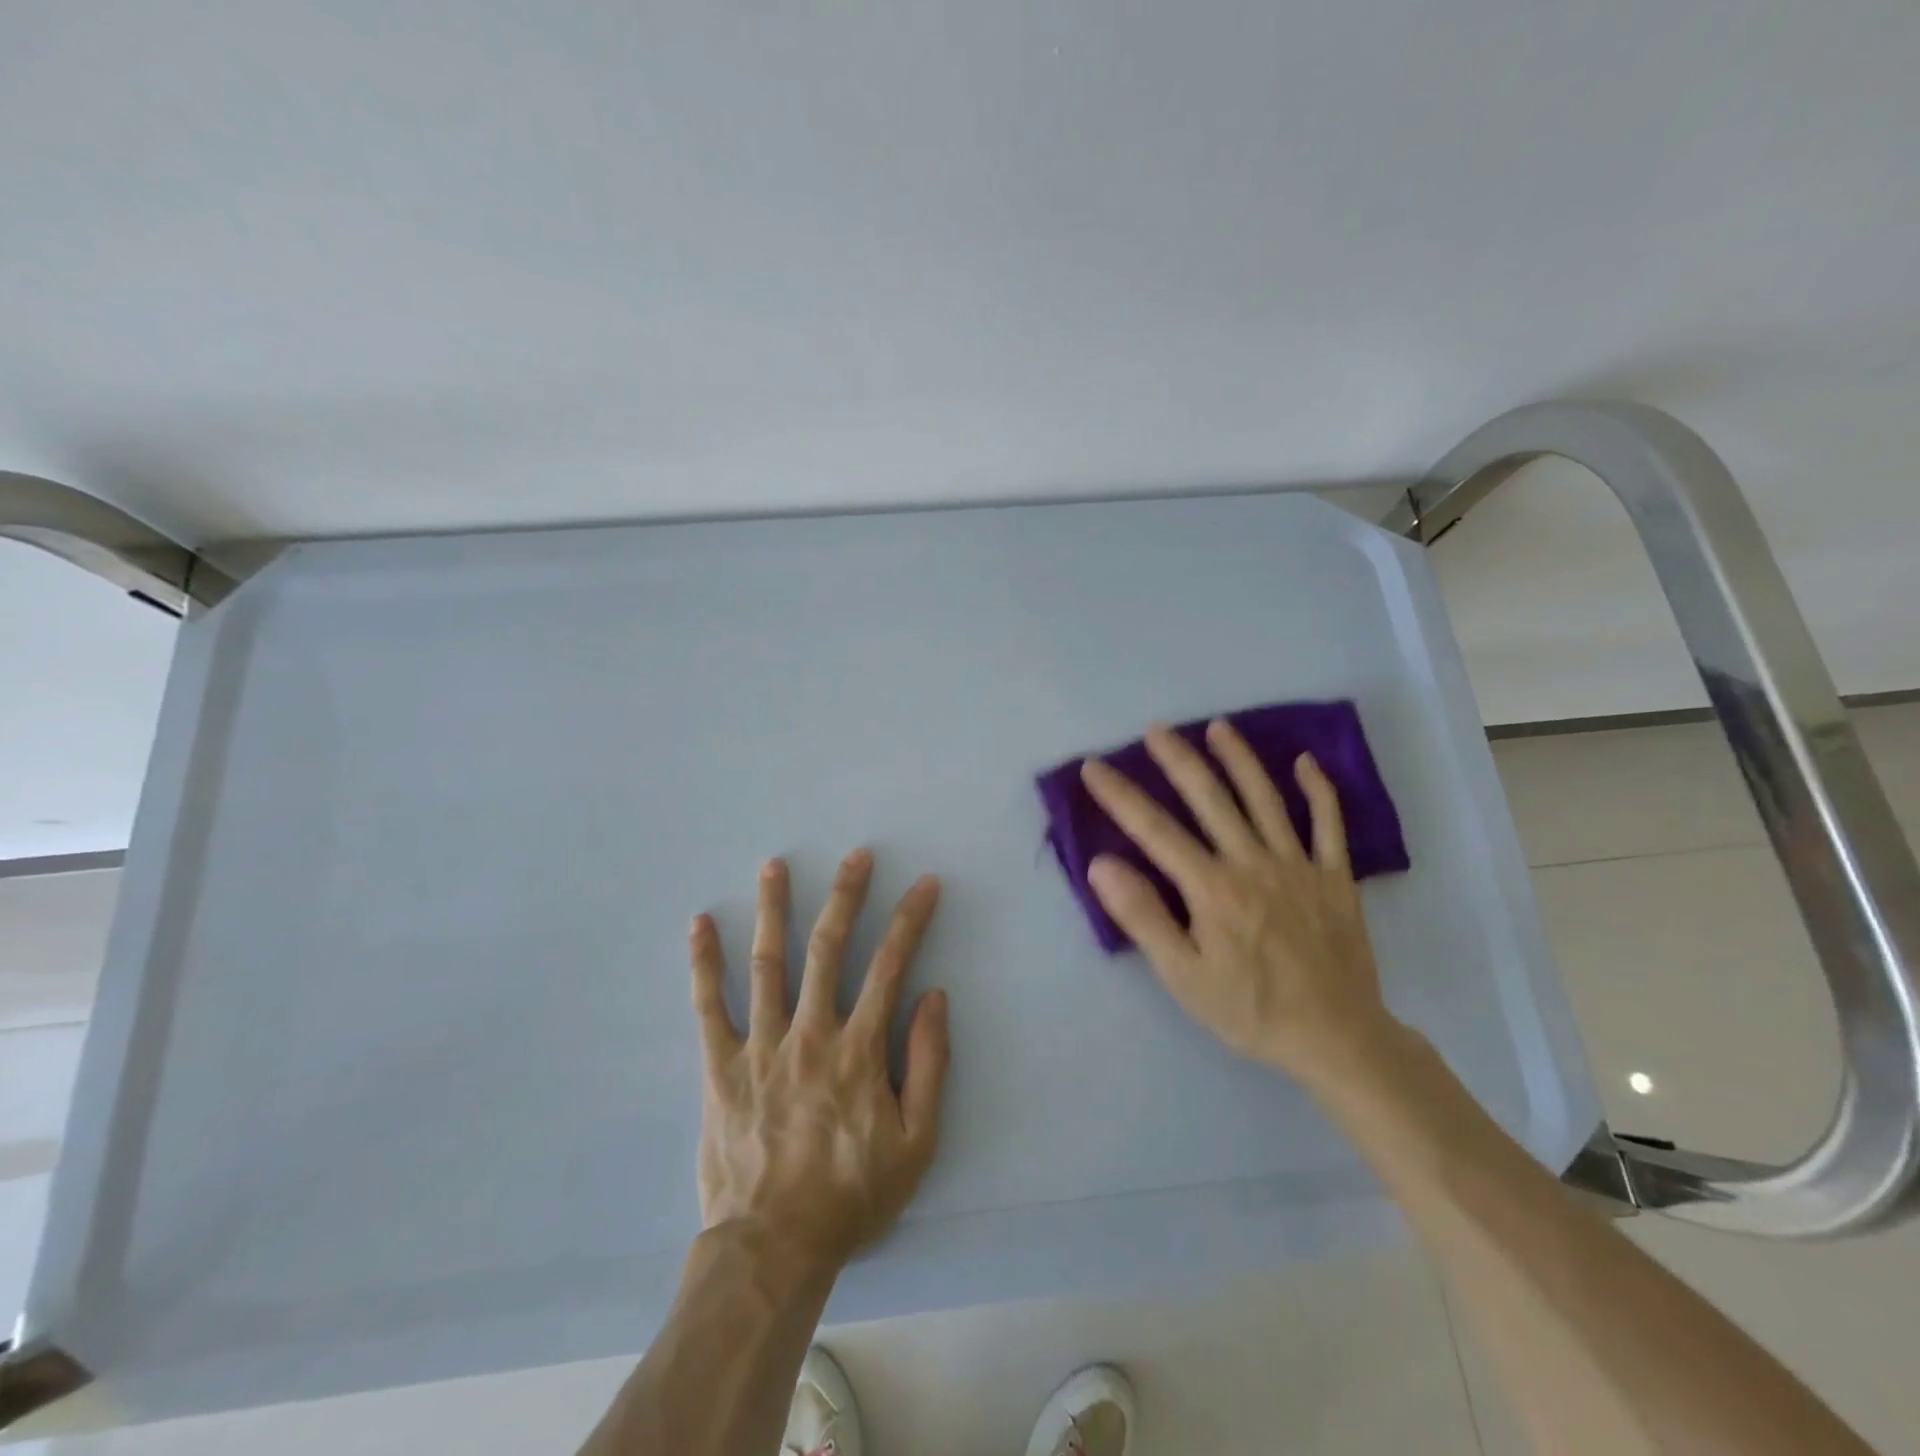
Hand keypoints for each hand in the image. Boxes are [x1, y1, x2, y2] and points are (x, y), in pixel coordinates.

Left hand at [689, 850, 950, 1267]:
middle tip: (856, 855)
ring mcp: (760, 1045)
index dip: (911, 920)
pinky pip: (708, 1006)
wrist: (773, 1247)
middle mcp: (811, 1032)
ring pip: (767, 963)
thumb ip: (929, 1065)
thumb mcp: (917, 1142)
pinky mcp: (720, 1066)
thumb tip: (933, 997)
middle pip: (828, 948)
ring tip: (774, 865)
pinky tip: (699, 924)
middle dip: (846, 895)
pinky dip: (703, 963)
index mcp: (859, 1048)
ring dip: (773, 909)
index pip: (890, 966)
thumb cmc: (851, 1196)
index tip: (924, 884)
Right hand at [1079, 720, 1397, 1085]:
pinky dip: (1319, 790)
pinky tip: (1306, 763)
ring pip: (1265, 799)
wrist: (1337, 1039)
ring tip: (1218, 728)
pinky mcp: (1334, 877)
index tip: (1094, 767)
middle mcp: (1252, 863)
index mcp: (1212, 888)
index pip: (1155, 830)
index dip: (1120, 795)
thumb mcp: (1182, 976)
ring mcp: (1298, 865)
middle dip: (1178, 760)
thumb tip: (1102, 865)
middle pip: (1210, 798)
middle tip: (1156, 729)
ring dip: (1240, 759)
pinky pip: (1328, 824)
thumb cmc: (1249, 1010)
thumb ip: (1142, 917)